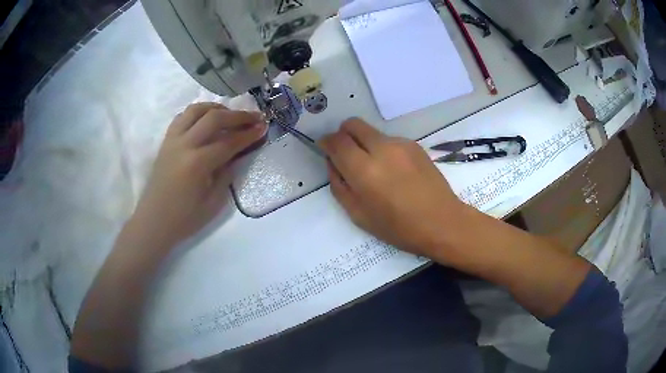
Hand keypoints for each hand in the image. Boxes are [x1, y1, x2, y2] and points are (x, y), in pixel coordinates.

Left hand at [131, 103, 266, 247]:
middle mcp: (184, 145)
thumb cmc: (184, 219)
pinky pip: (181, 117)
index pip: (229, 142)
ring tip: (229, 114)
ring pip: (195, 110)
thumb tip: (235, 155)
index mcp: (198, 163)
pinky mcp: (165, 142)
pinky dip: (197, 113)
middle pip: (214, 118)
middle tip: (254, 117)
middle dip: (238, 115)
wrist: (154, 222)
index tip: (263, 127)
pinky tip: (205, 120)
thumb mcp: (213, 203)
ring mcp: (172, 140)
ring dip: (216, 108)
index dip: (248, 134)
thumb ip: (226, 175)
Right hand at [320, 118, 465, 258]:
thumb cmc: (398, 227)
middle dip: (343, 135)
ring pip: (371, 132)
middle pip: (352, 124)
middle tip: (347, 155)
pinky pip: (389, 140)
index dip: (326, 142)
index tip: (326, 149)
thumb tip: (333, 163)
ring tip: (376, 170)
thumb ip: (339, 185)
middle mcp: (381, 149)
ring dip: (365, 144)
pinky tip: (395, 171)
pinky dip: (383, 149)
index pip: (336, 141)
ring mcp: (401, 144)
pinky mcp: (414, 145)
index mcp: (364, 170)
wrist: (442, 222)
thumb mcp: (358, 215)